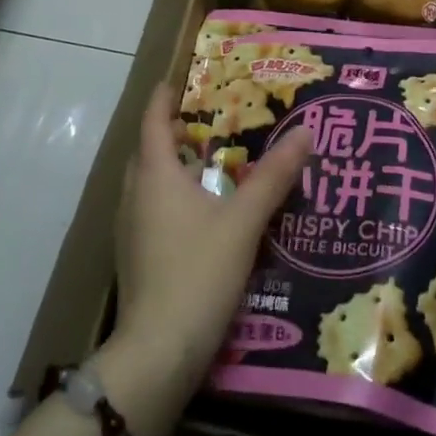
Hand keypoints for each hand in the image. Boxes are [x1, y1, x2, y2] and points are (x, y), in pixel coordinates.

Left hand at [110, 85, 313, 398]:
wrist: (157, 353)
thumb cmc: (198, 273)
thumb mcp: (244, 221)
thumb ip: (274, 176)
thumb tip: (304, 131)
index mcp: (155, 176)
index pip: (153, 122)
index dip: (164, 99)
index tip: (176, 81)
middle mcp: (135, 196)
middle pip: (148, 151)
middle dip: (170, 132)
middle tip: (202, 121)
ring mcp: (130, 230)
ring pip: (147, 184)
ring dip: (170, 167)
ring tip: (205, 163)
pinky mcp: (135, 259)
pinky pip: (150, 210)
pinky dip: (170, 197)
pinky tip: (199, 215)